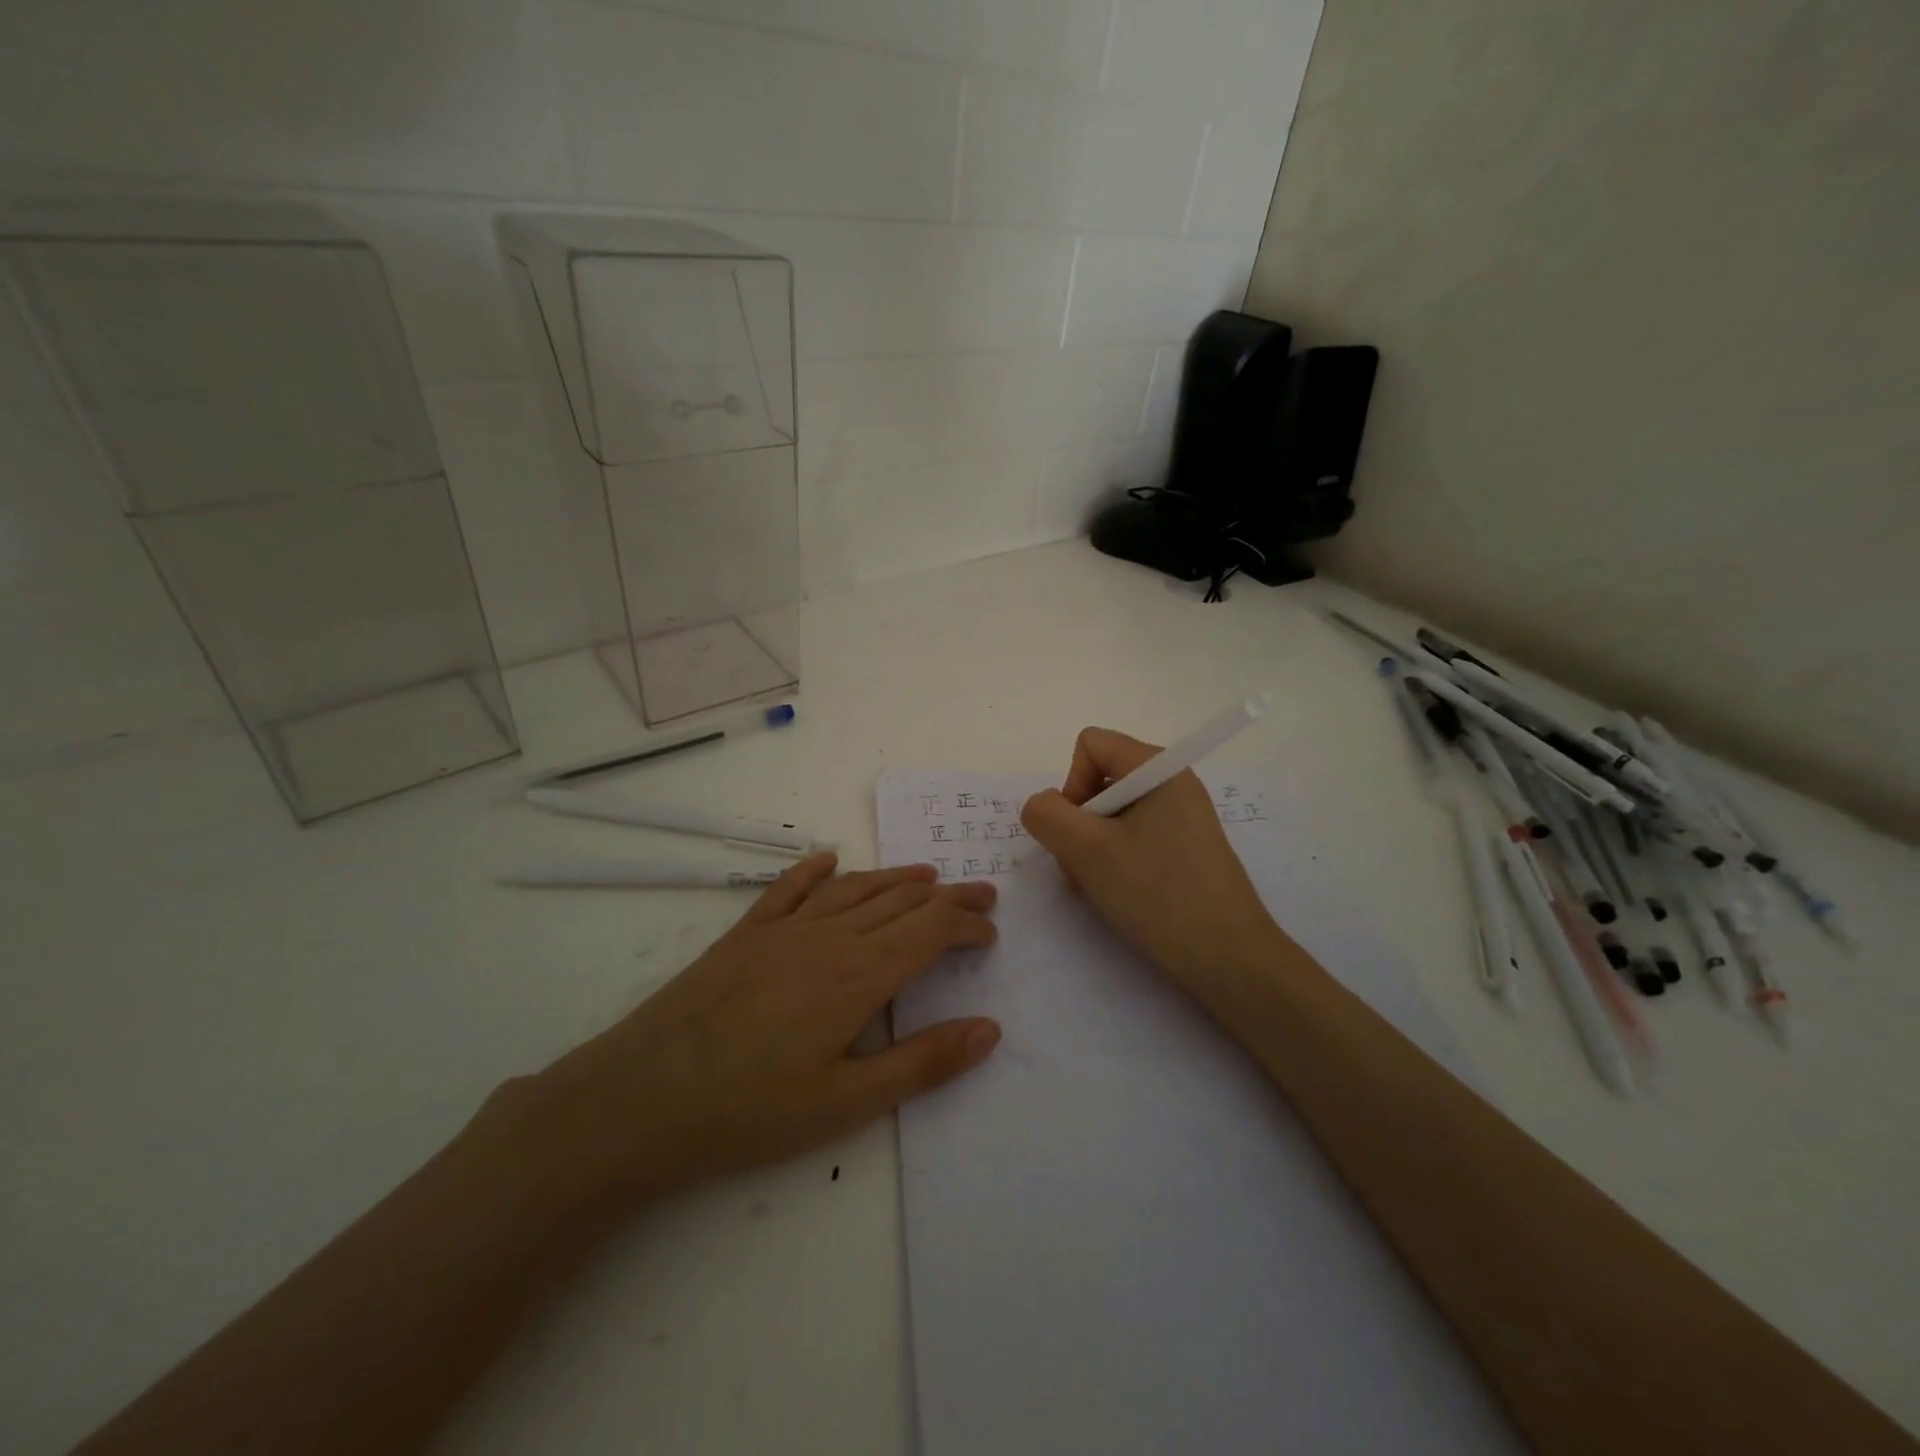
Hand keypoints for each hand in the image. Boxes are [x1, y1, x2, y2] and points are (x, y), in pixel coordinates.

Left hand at [496, 854, 999, 1218]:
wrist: (641, 1097)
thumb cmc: (750, 1110)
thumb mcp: (847, 1103)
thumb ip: (922, 1063)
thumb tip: (989, 1030)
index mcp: (858, 975)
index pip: (929, 931)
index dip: (966, 925)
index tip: (990, 933)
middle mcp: (827, 938)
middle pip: (900, 902)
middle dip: (946, 896)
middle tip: (981, 892)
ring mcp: (782, 931)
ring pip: (853, 889)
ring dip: (895, 879)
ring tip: (926, 876)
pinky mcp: (744, 936)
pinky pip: (788, 889)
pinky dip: (814, 870)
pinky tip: (829, 859)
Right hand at [1020, 728, 1285, 999]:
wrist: (1227, 958)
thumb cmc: (1157, 893)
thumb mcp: (1087, 850)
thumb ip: (1047, 815)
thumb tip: (1043, 807)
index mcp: (1159, 767)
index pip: (1091, 745)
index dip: (1072, 784)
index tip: (1080, 831)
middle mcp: (1173, 782)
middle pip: (1100, 779)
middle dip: (1079, 822)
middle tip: (1083, 867)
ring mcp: (1182, 816)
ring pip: (1112, 813)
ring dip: (1091, 847)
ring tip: (1099, 886)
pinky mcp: (1185, 848)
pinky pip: (1133, 836)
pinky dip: (1114, 860)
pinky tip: (1119, 893)